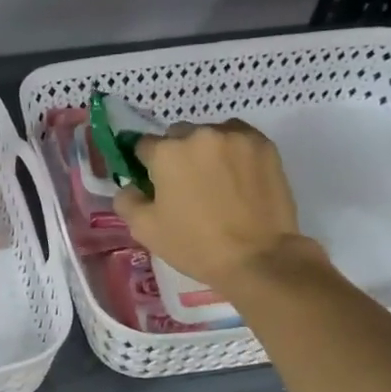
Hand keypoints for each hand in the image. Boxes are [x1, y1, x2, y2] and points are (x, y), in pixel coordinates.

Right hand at [114, 120, 314, 289]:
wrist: (257, 257)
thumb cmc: (195, 245)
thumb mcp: (145, 230)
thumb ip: (126, 200)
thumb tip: (130, 185)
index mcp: (166, 152)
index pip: (143, 146)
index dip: (145, 166)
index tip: (153, 184)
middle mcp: (199, 134)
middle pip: (177, 135)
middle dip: (177, 155)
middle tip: (186, 185)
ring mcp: (235, 136)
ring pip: (210, 134)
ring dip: (206, 150)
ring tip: (216, 180)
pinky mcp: (264, 144)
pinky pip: (239, 138)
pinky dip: (233, 151)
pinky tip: (237, 176)